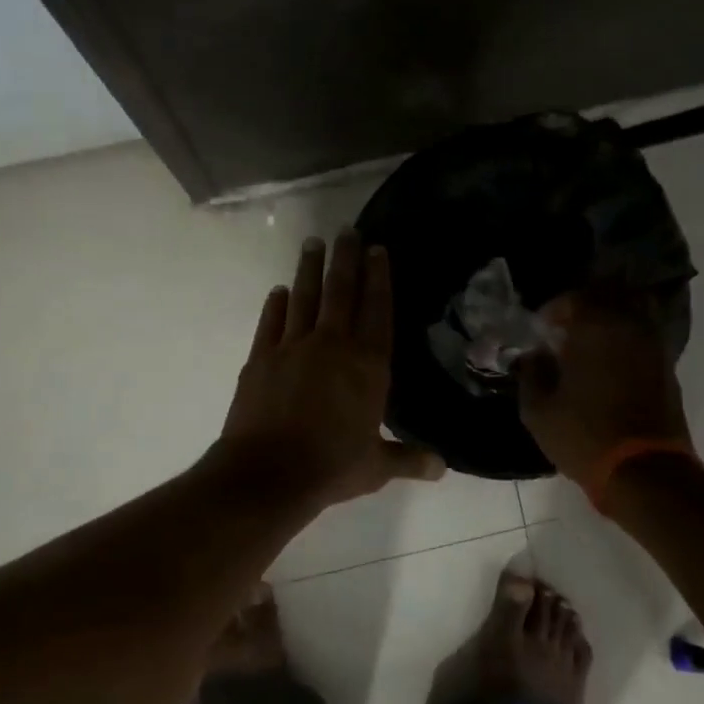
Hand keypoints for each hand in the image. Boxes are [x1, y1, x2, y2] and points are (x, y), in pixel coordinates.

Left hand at [218, 229, 444, 509]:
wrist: (268, 474)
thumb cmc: (330, 467)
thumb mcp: (376, 467)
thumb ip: (409, 459)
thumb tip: (442, 467)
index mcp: (368, 365)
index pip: (377, 310)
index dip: (379, 278)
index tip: (377, 249)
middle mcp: (332, 345)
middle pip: (341, 292)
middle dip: (346, 258)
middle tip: (347, 229)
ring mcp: (292, 347)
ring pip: (304, 297)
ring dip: (310, 268)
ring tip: (313, 242)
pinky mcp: (260, 358)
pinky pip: (271, 321)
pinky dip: (276, 304)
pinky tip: (280, 290)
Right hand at [517, 287, 693, 481]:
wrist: (644, 472)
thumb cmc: (584, 436)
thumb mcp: (538, 410)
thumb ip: (531, 373)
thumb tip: (534, 354)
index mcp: (596, 328)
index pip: (574, 297)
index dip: (554, 308)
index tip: (541, 327)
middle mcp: (630, 326)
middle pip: (611, 293)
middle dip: (586, 303)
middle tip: (566, 325)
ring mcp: (654, 346)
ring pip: (634, 310)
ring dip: (610, 317)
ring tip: (589, 341)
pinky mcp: (667, 367)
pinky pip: (644, 335)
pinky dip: (626, 337)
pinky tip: (608, 361)